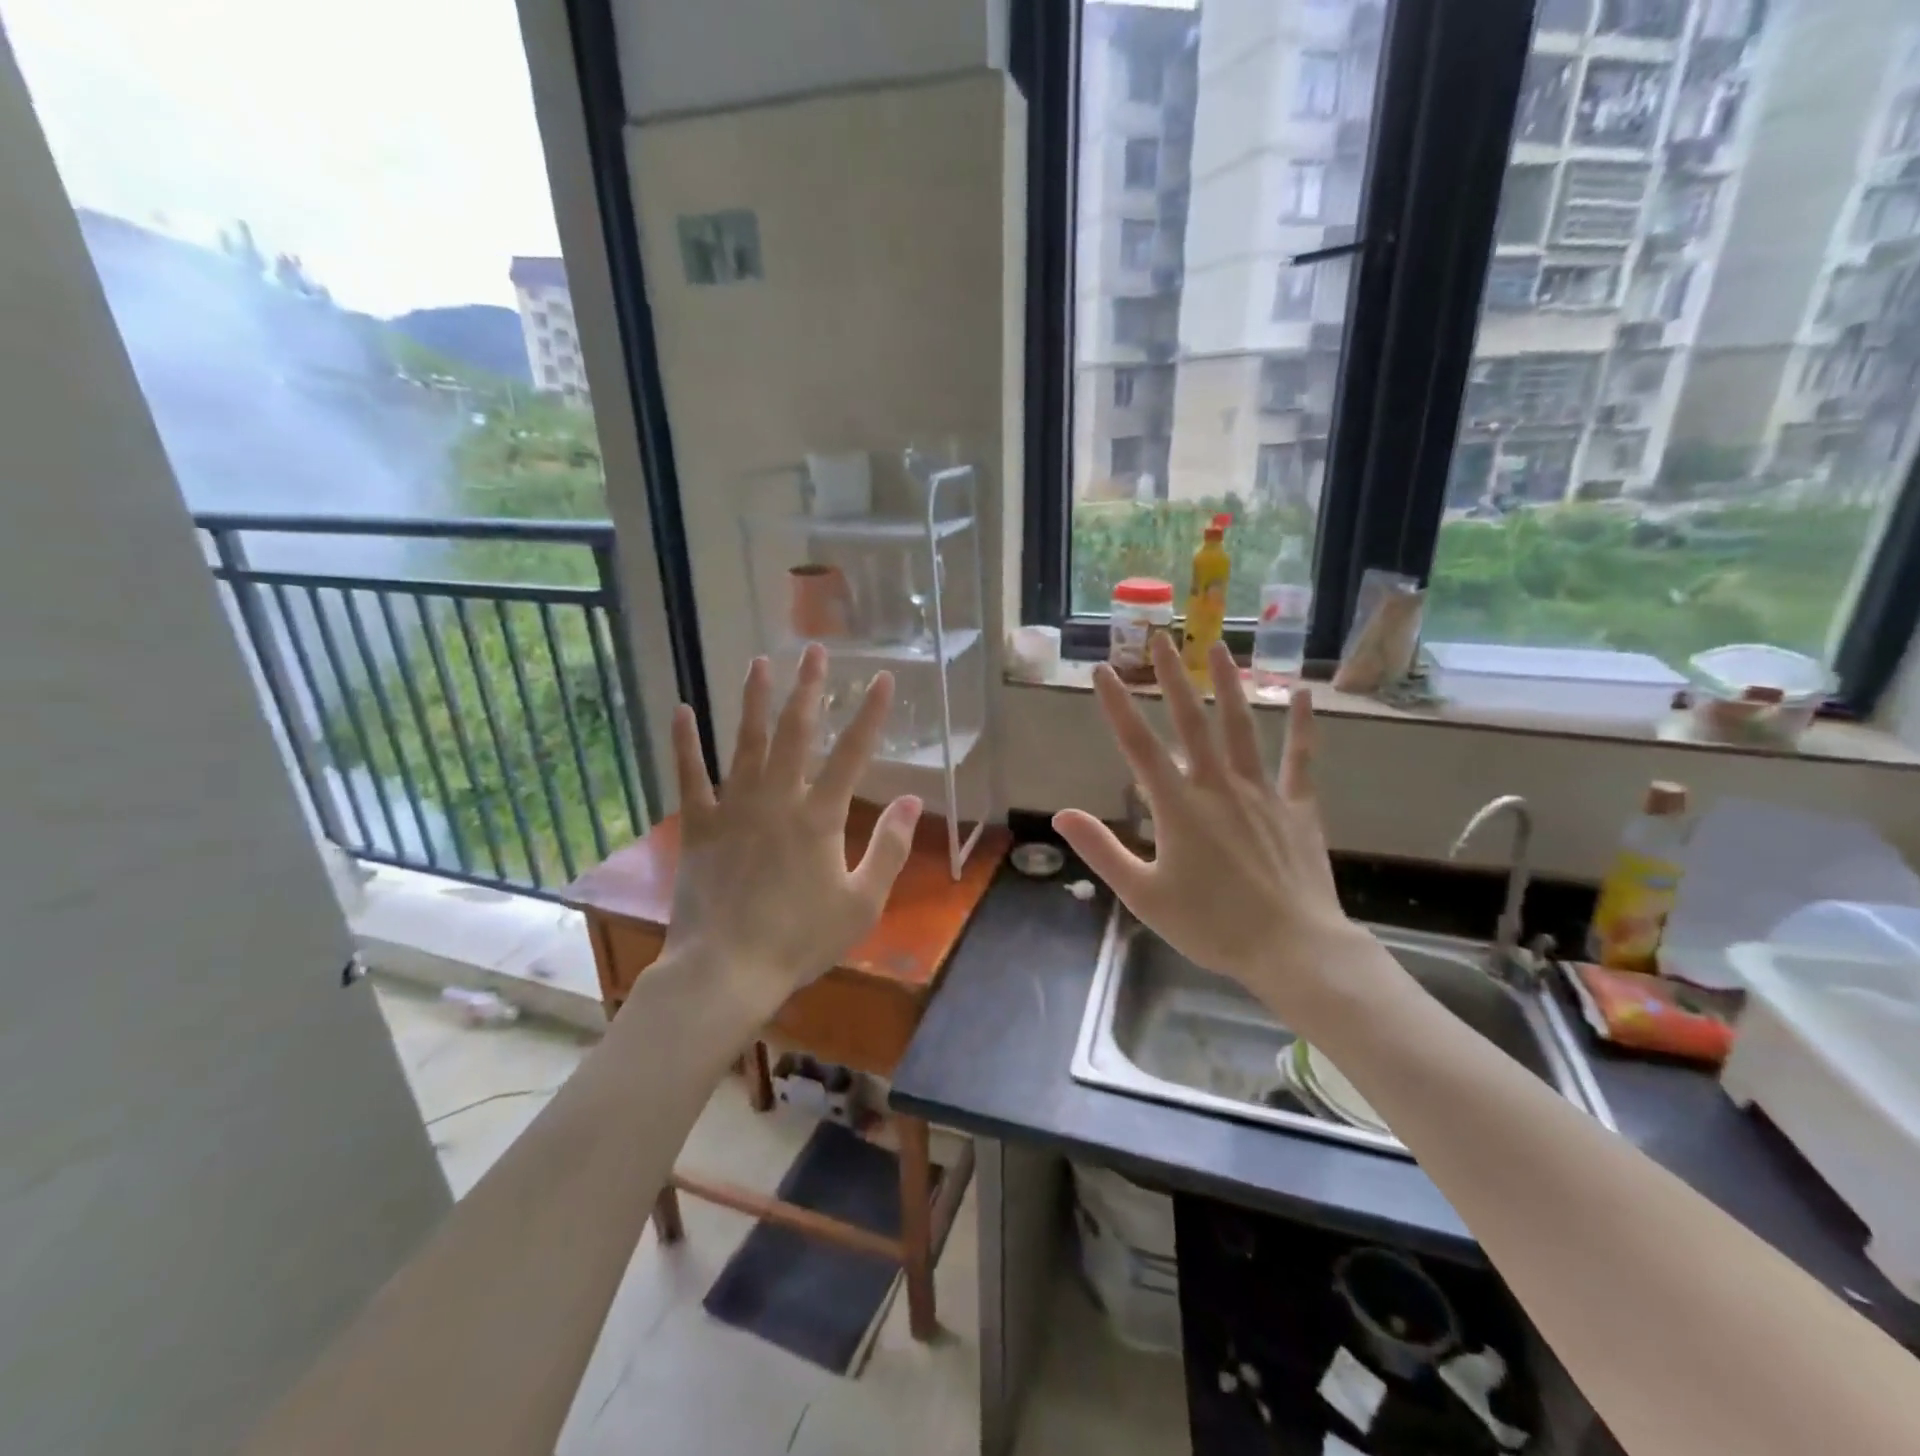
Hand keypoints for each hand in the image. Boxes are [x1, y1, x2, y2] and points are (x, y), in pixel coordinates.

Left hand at [664, 644, 921, 1017]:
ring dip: (754, 700)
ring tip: (760, 662)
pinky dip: (685, 743)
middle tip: (814, 651)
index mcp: (820, 816)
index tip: (882, 679)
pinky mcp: (699, 825)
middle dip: (808, 688)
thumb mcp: (862, 901)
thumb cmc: (800, 939)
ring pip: (745, 742)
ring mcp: (734, 808)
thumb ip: (889, 848)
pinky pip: (690, 776)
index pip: (853, 753)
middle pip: (796, 732)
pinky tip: (682, 710)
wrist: (726, 970)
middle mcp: (778, 799)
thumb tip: (911, 800)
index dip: (871, 714)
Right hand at [1054, 635, 1381, 1020]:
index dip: (1118, 706)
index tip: (1103, 670)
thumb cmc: (1211, 926)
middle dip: (1172, 678)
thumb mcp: (1143, 895)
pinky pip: (1300, 760)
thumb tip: (1060, 816)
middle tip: (1160, 637)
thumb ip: (1102, 850)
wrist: (1293, 950)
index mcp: (1178, 808)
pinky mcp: (1297, 808)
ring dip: (1228, 685)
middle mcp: (1218, 788)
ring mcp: (1263, 794)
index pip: (1138, 746)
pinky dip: (1302, 726)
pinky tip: (1303, 694)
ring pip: (1242, 728)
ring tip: (1218, 646)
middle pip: (1192, 722)